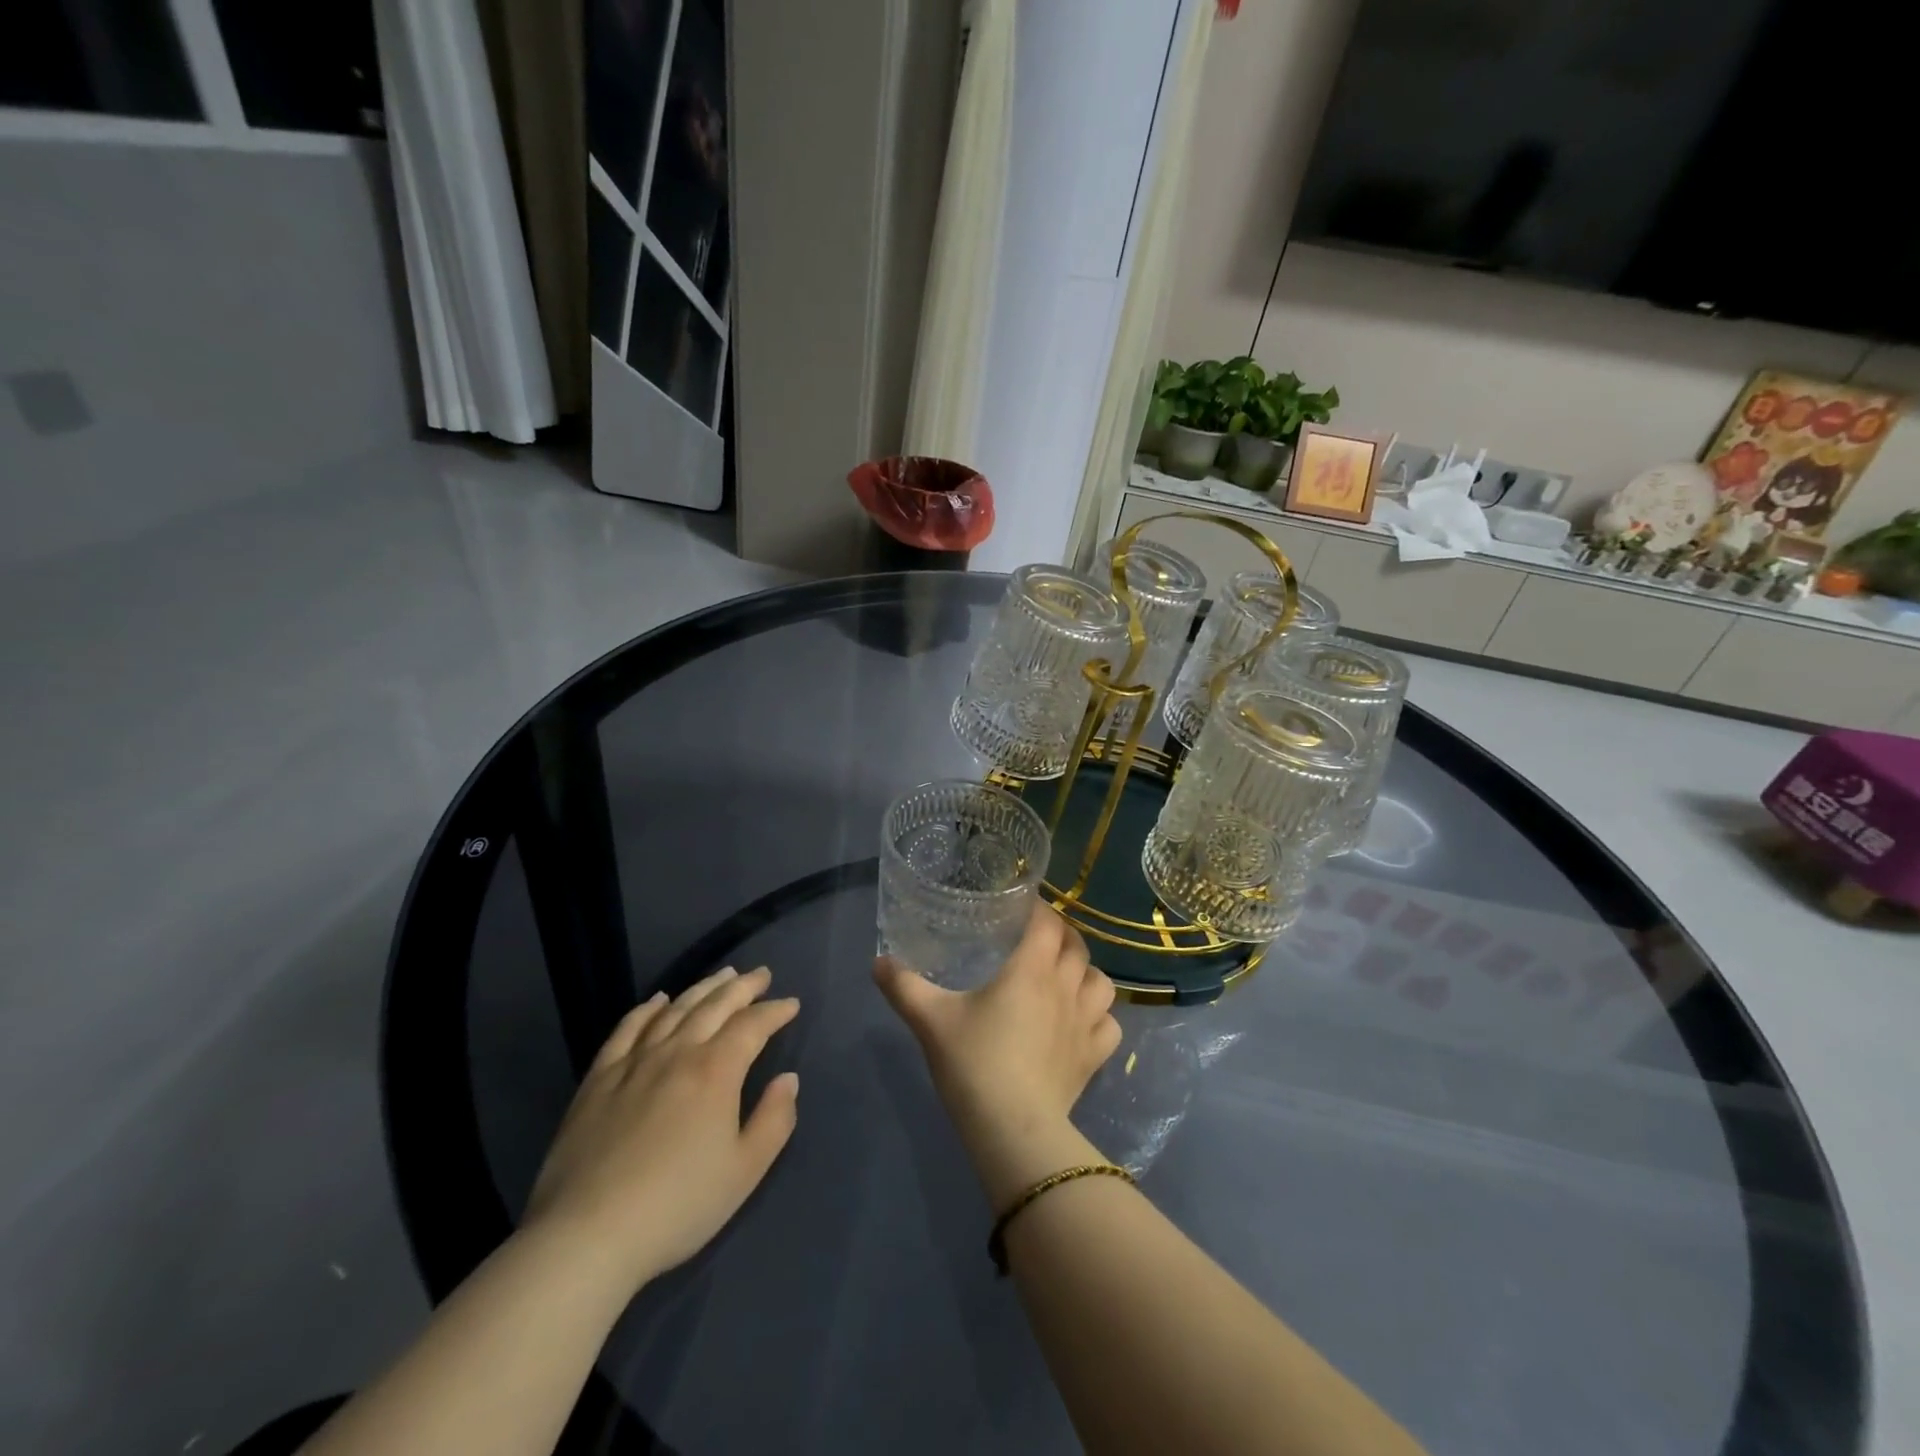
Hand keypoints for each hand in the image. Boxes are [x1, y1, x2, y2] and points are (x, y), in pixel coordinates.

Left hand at [524, 966, 799, 1290]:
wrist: (587, 1236)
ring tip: (721, 976)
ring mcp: (634, 1062)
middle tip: (761, 975)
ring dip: (702, 988)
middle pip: (715, 1006)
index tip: (791, 1004)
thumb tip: (787, 1080)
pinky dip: (647, 1010)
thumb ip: (774, 1120)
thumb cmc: (678, 1206)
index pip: (752, 1026)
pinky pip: (627, 1030)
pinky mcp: (598, 1079)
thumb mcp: (744, 1172)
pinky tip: (658, 1001)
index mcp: (716, 1071)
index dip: (775, 1011)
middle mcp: (677, 1053)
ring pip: (675, 1010)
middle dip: (743, 987)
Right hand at [874, 903, 1120, 1205]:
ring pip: (1101, 982)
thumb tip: (878, 962)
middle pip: (1077, 946)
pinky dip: (1100, 1016)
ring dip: (1086, 973)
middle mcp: (1065, 987)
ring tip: (1066, 977)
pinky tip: (1083, 1022)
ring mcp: (1085, 1023)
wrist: (1013, 1129)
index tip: (1024, 908)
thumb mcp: (930, 1020)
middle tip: (1039, 938)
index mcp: (1030, 969)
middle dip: (1061, 935)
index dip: (1039, 909)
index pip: (1047, 923)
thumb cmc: (974, 1063)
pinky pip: (1109, 1025)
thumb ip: (903, 986)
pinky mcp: (1094, 1056)